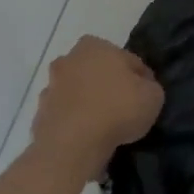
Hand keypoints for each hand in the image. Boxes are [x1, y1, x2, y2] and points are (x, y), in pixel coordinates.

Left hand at [31, 36, 164, 179]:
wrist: (72, 146)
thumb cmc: (117, 110)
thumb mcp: (153, 96)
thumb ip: (149, 86)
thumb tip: (142, 87)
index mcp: (94, 46)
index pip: (126, 59)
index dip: (140, 78)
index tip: (146, 95)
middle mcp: (68, 60)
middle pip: (96, 72)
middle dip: (108, 86)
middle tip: (124, 109)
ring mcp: (50, 88)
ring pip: (77, 93)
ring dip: (88, 104)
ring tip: (105, 128)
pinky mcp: (40, 116)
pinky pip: (65, 117)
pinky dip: (74, 124)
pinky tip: (87, 139)